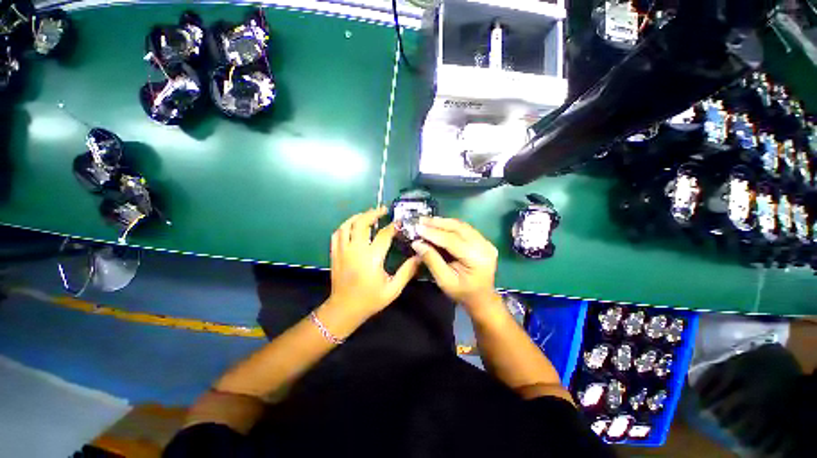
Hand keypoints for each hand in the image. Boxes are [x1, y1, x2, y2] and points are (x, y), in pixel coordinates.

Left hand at [328, 208, 421, 318]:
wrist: (344, 309)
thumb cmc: (370, 300)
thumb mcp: (393, 289)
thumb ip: (407, 272)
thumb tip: (420, 257)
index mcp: (371, 258)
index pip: (383, 235)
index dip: (393, 226)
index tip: (399, 222)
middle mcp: (355, 250)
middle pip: (362, 223)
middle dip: (373, 213)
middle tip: (383, 210)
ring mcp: (342, 250)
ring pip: (347, 225)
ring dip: (358, 217)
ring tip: (368, 215)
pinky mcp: (335, 253)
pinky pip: (337, 233)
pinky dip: (346, 226)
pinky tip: (353, 226)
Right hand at [412, 217, 500, 310]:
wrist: (481, 297)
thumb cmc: (462, 293)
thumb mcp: (444, 280)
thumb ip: (431, 260)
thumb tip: (417, 243)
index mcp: (477, 259)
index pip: (453, 241)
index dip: (434, 234)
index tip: (418, 228)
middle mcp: (484, 247)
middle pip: (459, 229)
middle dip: (438, 223)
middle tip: (421, 220)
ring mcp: (486, 242)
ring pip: (462, 226)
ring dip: (444, 222)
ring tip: (427, 220)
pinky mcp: (483, 241)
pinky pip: (465, 229)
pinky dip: (451, 226)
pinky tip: (439, 224)